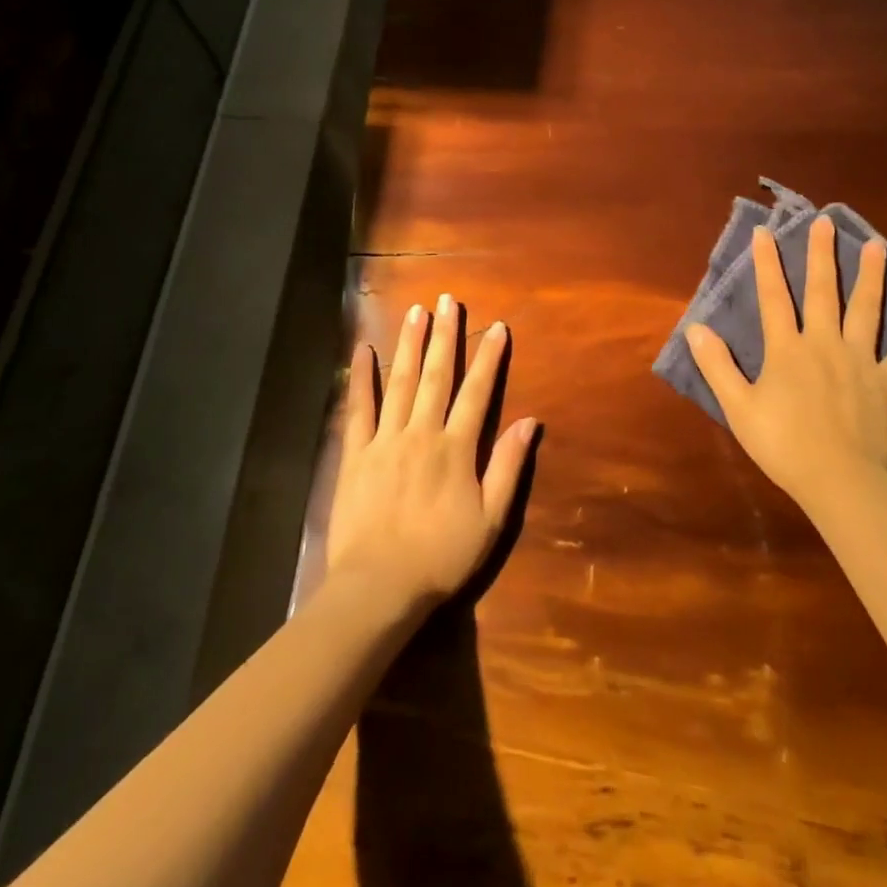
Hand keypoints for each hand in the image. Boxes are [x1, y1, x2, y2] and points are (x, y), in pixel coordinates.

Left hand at [327, 296, 537, 614]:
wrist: (378, 586)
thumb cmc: (441, 556)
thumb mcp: (491, 519)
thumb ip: (508, 466)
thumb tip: (530, 421)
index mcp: (456, 448)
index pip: (477, 392)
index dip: (489, 357)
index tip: (497, 326)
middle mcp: (422, 432)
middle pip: (436, 375)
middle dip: (445, 336)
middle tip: (448, 299)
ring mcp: (385, 440)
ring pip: (400, 382)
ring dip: (409, 344)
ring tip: (415, 311)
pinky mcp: (355, 454)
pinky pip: (358, 409)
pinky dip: (361, 378)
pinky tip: (362, 350)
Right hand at [687, 217, 886, 517]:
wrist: (839, 481)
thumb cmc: (783, 445)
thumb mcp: (738, 407)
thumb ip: (717, 365)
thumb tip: (696, 328)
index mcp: (787, 349)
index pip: (774, 297)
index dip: (766, 263)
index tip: (765, 232)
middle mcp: (824, 343)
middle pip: (822, 292)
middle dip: (821, 255)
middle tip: (825, 222)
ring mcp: (860, 361)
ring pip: (866, 310)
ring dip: (870, 277)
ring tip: (876, 246)